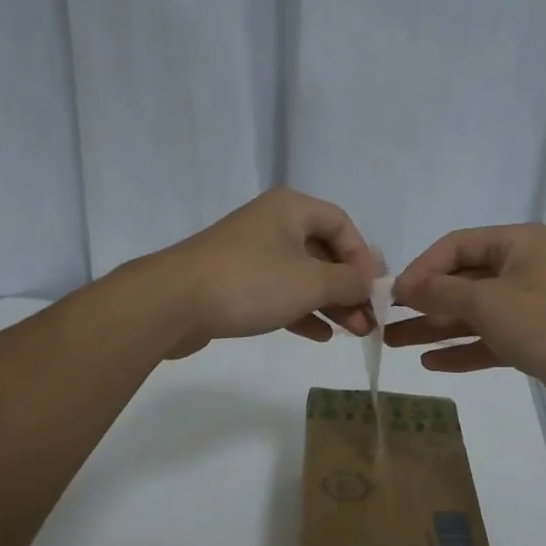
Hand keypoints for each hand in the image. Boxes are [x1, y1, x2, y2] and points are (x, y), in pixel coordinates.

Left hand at [147, 188, 377, 358]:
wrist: (172, 303)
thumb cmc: (250, 283)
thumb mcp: (311, 282)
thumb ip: (348, 282)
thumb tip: (368, 285)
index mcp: (291, 209)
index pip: (342, 224)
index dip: (363, 257)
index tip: (373, 291)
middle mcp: (272, 224)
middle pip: (323, 252)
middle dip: (348, 287)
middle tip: (368, 321)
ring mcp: (250, 254)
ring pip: (302, 276)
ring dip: (329, 303)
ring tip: (352, 332)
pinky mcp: (234, 283)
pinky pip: (278, 293)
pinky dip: (301, 311)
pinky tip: (320, 335)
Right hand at [387, 223, 545, 428]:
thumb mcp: (486, 301)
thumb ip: (440, 293)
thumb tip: (405, 287)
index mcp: (516, 244)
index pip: (455, 246)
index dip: (421, 268)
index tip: (394, 296)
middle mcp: (522, 270)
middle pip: (461, 281)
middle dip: (423, 302)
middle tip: (385, 322)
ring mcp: (528, 307)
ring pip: (471, 314)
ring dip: (434, 328)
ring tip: (395, 344)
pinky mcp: (532, 342)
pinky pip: (487, 341)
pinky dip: (460, 350)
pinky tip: (430, 362)